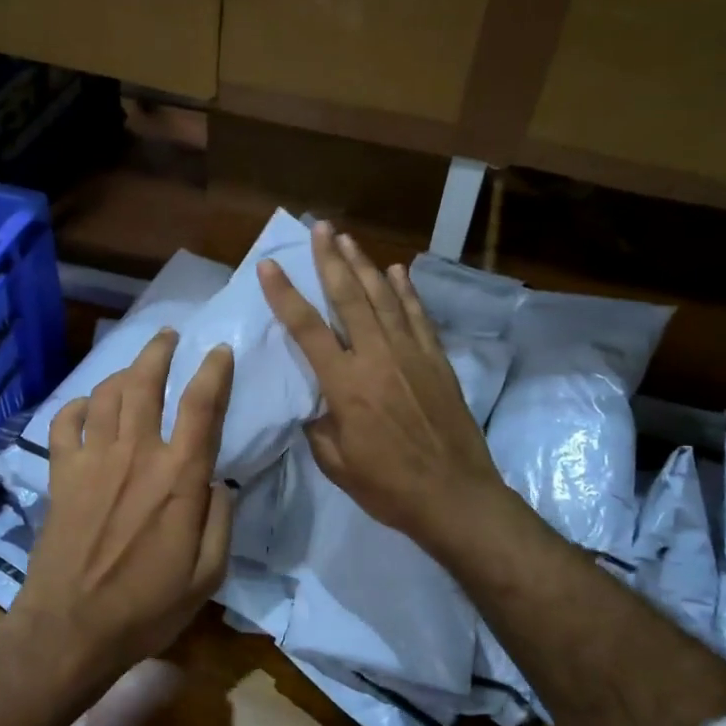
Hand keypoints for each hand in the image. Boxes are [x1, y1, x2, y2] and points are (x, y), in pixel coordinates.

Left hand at [13, 330, 236, 688]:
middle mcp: (135, 454)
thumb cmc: (146, 607)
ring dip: (121, 372)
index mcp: (178, 476)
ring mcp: (93, 461)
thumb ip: (219, 520)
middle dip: (158, 351)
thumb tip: (218, 482)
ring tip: (133, 366)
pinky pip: (64, 424)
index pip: (201, 405)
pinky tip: (85, 407)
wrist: (71, 629)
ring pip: (106, 395)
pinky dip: (76, 407)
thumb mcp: (208, 575)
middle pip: (145, 383)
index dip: (213, 370)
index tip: (220, 350)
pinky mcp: (61, 475)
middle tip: (168, 335)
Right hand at [258, 221, 507, 548]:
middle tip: (320, 228)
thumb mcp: (336, 464)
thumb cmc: (389, 486)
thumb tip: (316, 406)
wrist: (456, 497)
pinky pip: (418, 316)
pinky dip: (406, 291)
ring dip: (364, 265)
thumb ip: (319, 428)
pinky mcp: (437, 361)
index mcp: (345, 384)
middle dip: (331, 260)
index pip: (307, 328)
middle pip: (349, 297)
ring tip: (348, 239)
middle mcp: (377, 357)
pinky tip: (397, 272)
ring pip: (383, 299)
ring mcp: (412, 355)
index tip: (270, 265)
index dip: (285, 294)